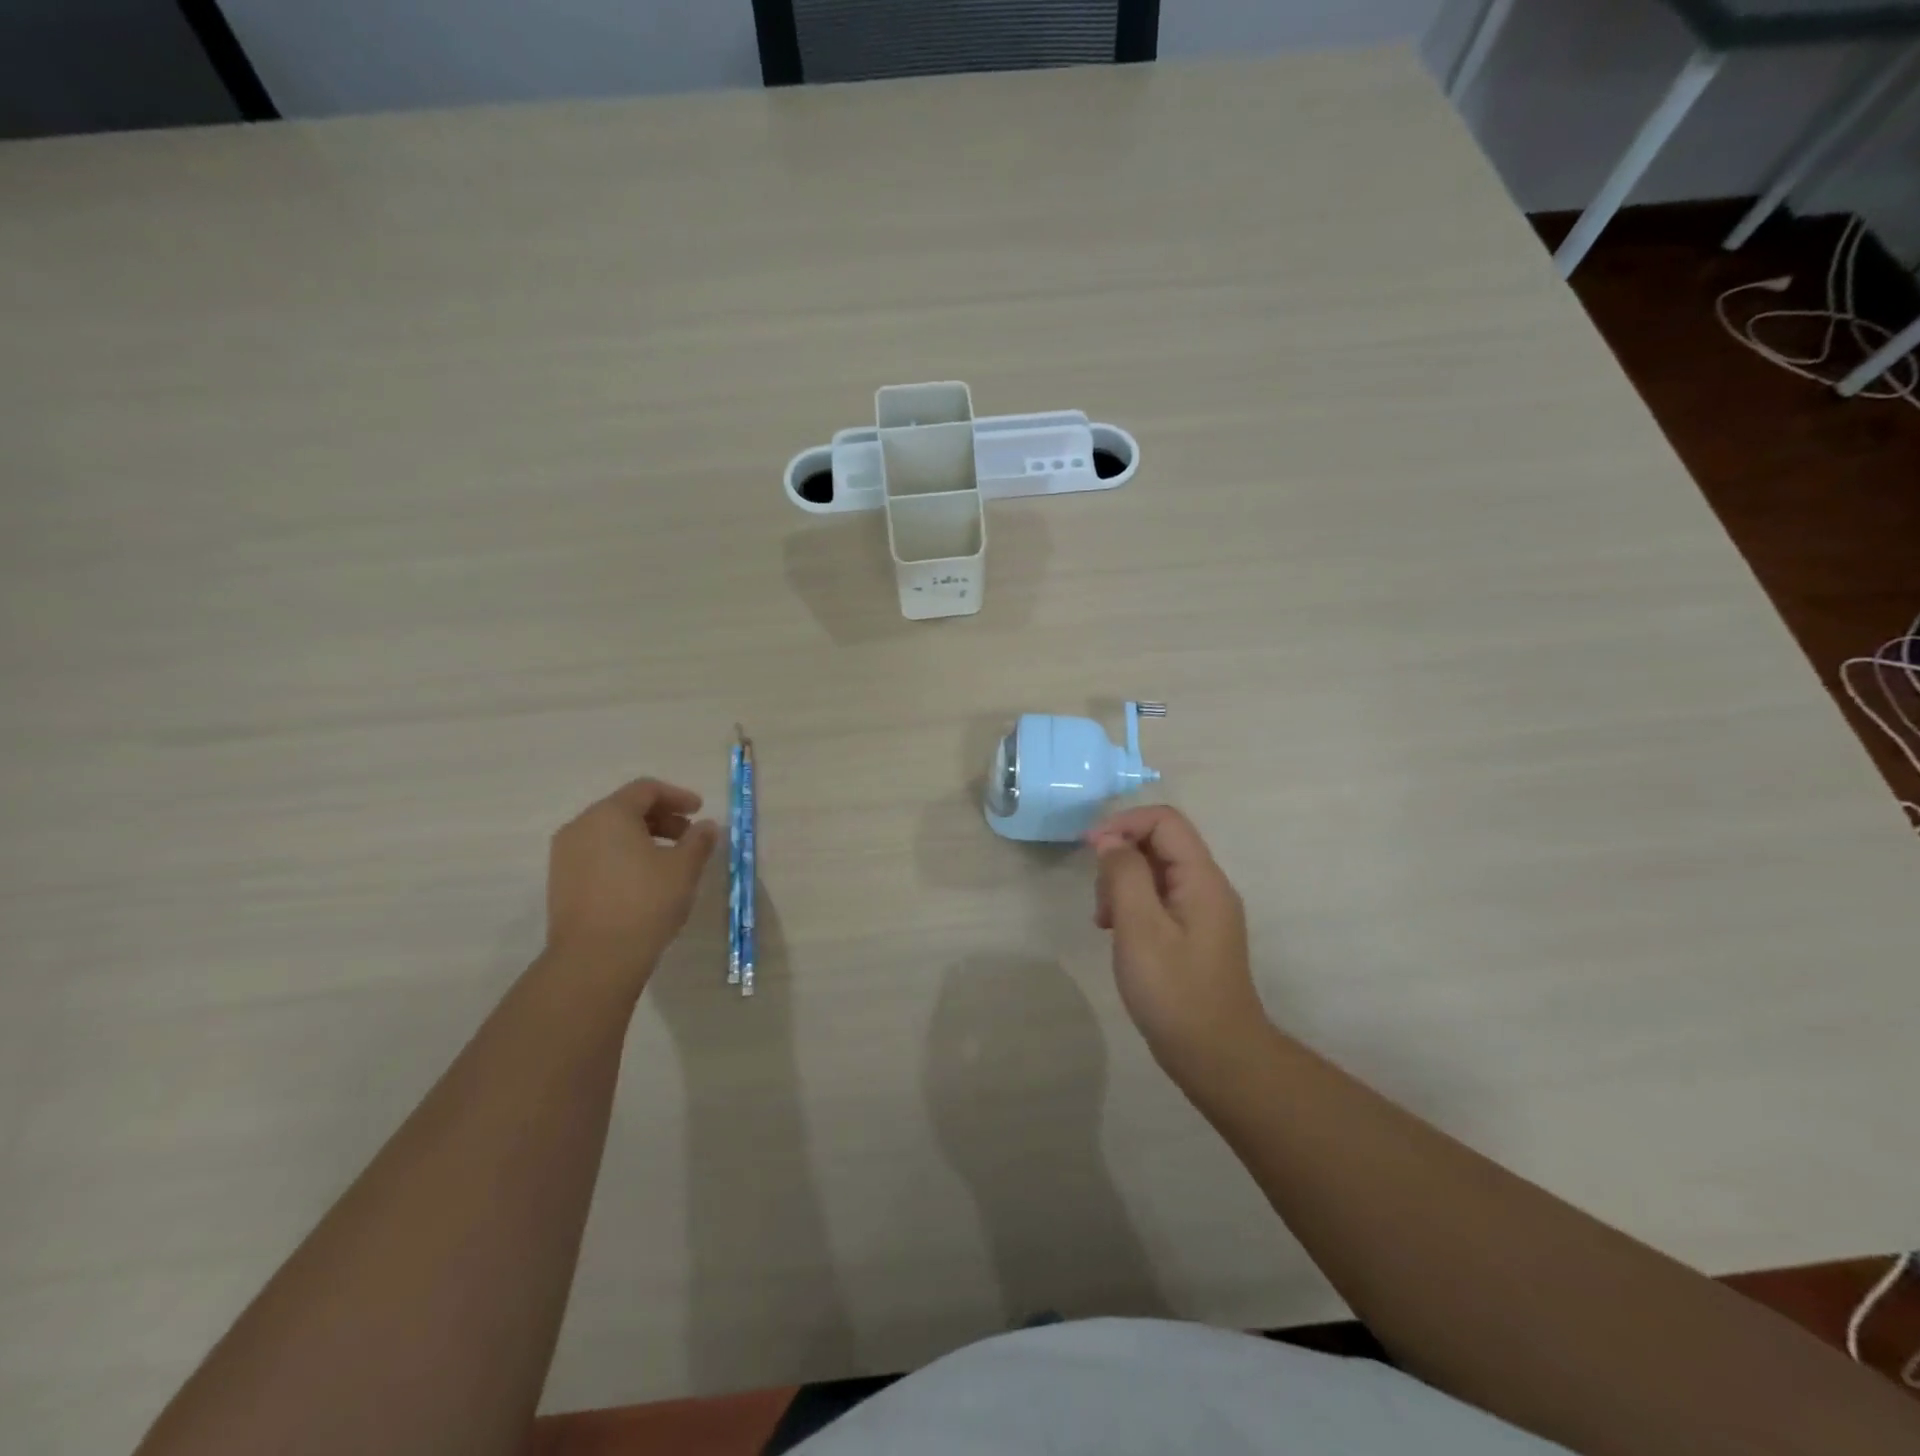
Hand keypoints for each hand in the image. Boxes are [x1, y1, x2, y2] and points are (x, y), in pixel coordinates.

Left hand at [544, 778, 719, 989]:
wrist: (594, 958)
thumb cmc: (645, 902)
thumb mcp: (684, 868)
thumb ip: (699, 841)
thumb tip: (707, 827)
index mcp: (610, 814)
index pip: (646, 790)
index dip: (677, 796)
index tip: (699, 811)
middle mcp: (581, 826)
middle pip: (625, 809)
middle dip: (661, 818)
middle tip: (689, 836)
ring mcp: (565, 855)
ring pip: (610, 833)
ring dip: (643, 838)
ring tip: (669, 860)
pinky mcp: (561, 882)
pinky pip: (597, 855)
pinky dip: (623, 856)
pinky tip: (643, 879)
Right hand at [1087, 806, 1266, 1080]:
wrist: (1217, 1057)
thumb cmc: (1175, 992)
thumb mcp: (1140, 929)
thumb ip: (1124, 875)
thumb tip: (1109, 839)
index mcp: (1202, 878)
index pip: (1164, 820)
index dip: (1123, 823)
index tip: (1089, 850)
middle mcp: (1208, 886)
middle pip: (1160, 843)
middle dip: (1121, 859)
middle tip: (1100, 901)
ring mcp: (1203, 911)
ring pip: (1156, 872)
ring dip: (1123, 884)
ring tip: (1105, 922)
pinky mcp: (1194, 934)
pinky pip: (1160, 899)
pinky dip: (1133, 906)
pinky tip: (1118, 934)